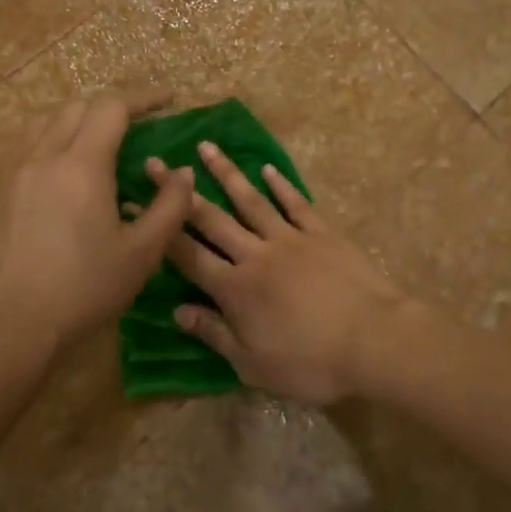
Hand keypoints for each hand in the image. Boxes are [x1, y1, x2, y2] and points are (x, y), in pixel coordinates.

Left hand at [0, 93, 194, 354]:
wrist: (16, 324)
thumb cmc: (86, 288)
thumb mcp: (142, 252)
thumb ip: (170, 206)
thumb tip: (182, 173)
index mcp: (81, 165)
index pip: (112, 108)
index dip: (144, 98)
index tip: (169, 100)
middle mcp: (44, 157)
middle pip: (77, 108)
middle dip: (112, 107)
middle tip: (140, 123)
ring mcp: (15, 174)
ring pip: (46, 122)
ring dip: (78, 119)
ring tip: (100, 139)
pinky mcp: (0, 194)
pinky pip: (28, 146)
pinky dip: (53, 139)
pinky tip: (65, 170)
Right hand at [155, 141, 407, 404]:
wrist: (374, 341)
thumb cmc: (311, 362)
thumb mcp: (253, 364)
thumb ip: (214, 334)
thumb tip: (176, 311)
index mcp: (234, 288)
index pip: (186, 255)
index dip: (159, 231)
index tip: (136, 203)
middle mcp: (255, 254)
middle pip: (211, 218)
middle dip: (180, 191)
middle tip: (157, 162)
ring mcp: (290, 238)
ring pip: (250, 200)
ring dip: (226, 173)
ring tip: (206, 147)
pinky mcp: (322, 233)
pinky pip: (296, 204)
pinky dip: (280, 185)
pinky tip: (266, 170)